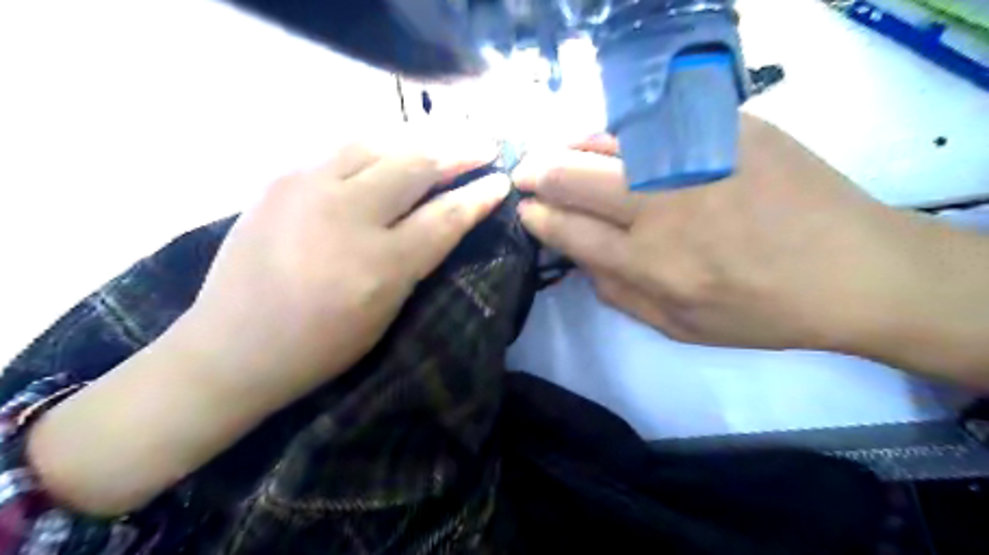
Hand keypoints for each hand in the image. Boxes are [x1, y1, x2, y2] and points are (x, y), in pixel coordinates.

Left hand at [184, 126, 508, 402]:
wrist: (232, 345)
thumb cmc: (321, 345)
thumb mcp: (386, 312)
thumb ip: (419, 258)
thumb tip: (449, 216)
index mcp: (379, 266)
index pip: (445, 217)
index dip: (479, 197)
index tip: (501, 181)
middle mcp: (345, 216)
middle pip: (415, 166)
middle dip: (459, 150)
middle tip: (485, 144)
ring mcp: (306, 188)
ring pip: (378, 142)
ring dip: (419, 138)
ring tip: (445, 138)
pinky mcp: (280, 177)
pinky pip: (341, 147)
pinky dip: (379, 144)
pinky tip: (393, 147)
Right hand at [515, 114, 953, 356]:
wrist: (855, 268)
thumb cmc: (760, 311)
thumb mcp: (678, 328)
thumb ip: (616, 294)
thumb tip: (576, 256)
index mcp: (648, 262)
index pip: (566, 228)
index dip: (536, 215)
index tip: (525, 208)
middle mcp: (660, 205)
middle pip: (570, 175)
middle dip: (535, 173)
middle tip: (526, 174)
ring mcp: (693, 158)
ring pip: (604, 139)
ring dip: (569, 147)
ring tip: (561, 155)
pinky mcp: (725, 126)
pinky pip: (650, 120)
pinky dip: (617, 133)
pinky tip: (613, 143)